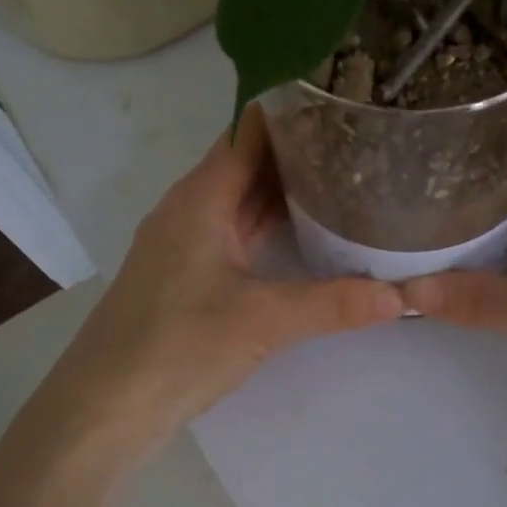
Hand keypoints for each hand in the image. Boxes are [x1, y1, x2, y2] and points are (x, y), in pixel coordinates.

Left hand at [41, 106, 403, 468]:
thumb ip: (334, 304)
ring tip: (344, 175)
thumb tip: (403, 298)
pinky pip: (236, 229)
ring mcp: (186, 241)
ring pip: (241, 198)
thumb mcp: (264, 321)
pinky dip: (269, 222)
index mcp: (201, 197)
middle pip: (248, 161)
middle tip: (360, 137)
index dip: (292, 110)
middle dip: (299, 148)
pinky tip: (306, 231)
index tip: (343, 98)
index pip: (249, 131)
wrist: (103, 408)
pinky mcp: (188, 273)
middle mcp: (190, 207)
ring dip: (285, 187)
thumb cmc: (177, 346)